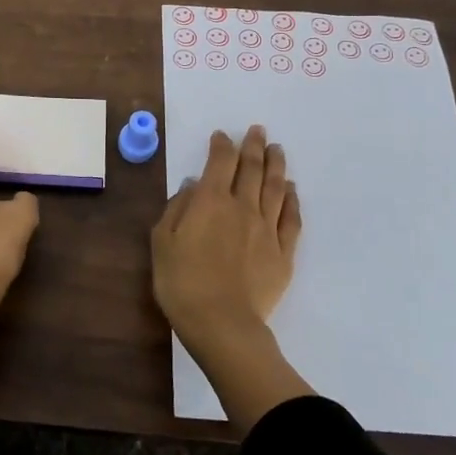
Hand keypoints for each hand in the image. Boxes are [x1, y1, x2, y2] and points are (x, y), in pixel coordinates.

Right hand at [152, 126, 300, 353]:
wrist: (222, 323)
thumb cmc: (182, 282)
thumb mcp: (162, 242)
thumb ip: (177, 208)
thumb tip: (192, 186)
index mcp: (211, 201)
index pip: (220, 162)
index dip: (222, 145)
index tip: (222, 136)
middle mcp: (243, 207)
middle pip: (252, 168)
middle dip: (254, 146)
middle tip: (258, 130)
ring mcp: (267, 229)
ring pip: (275, 188)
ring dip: (276, 165)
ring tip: (277, 150)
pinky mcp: (283, 252)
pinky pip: (292, 218)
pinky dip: (292, 199)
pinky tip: (292, 189)